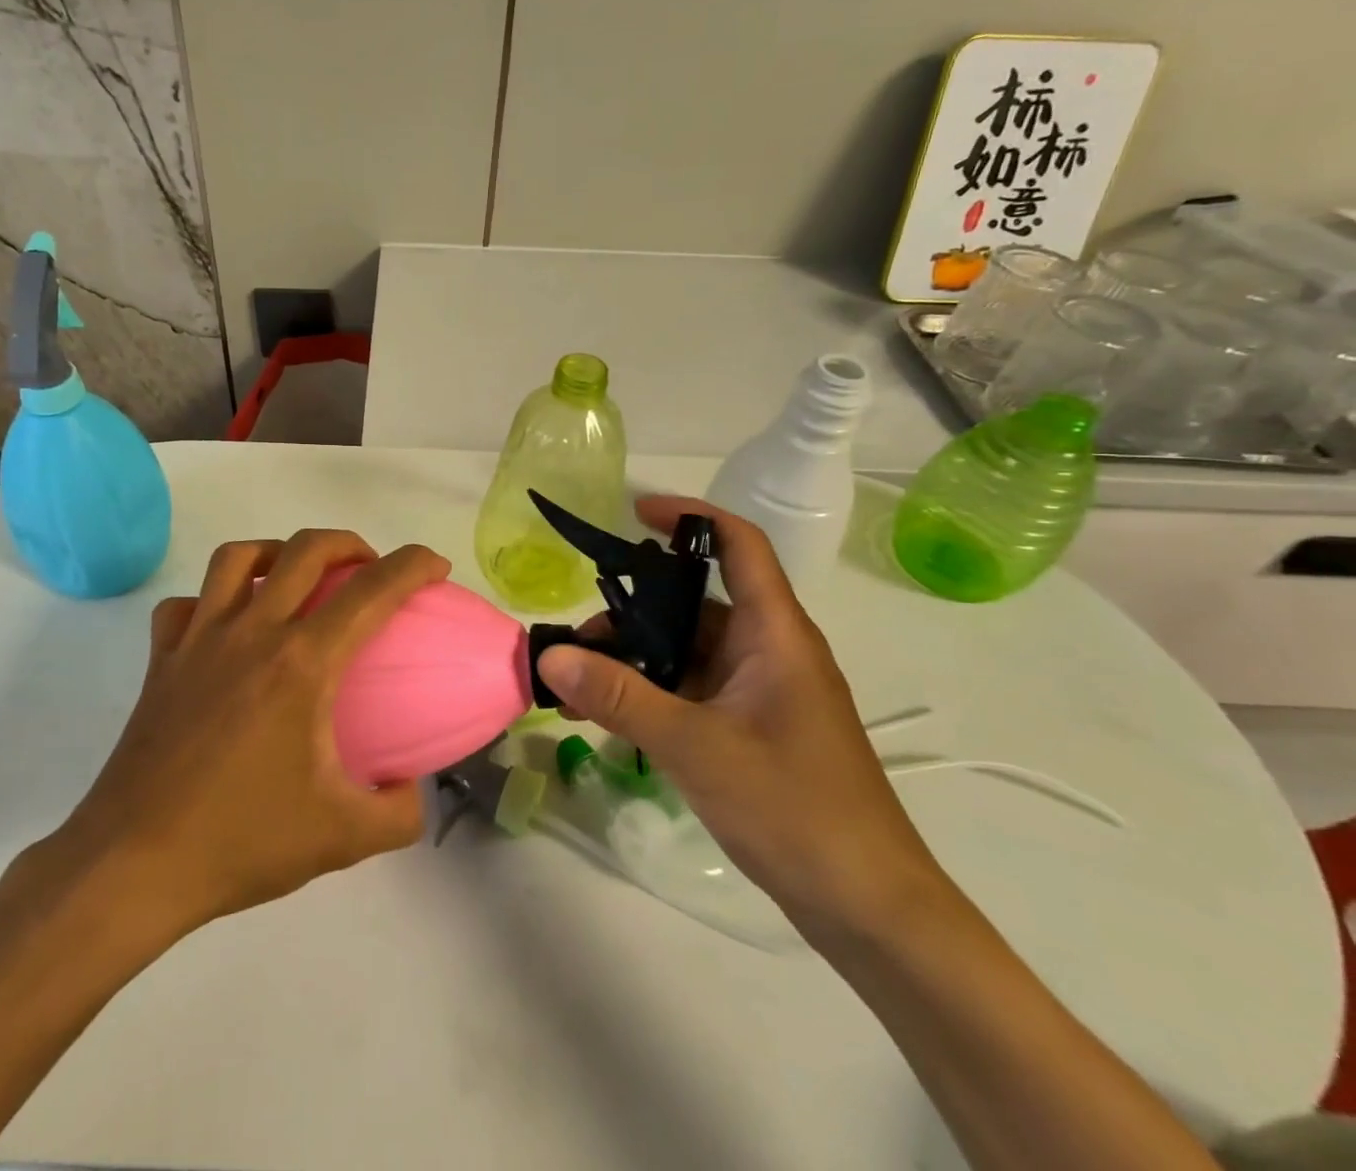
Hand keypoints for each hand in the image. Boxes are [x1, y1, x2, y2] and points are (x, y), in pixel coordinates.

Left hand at [46, 530, 449, 935]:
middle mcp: (252, 631)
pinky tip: (227, 624)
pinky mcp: (163, 658)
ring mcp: (199, 638)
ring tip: (298, 577)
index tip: (435, 566)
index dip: (413, 565)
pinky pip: (187, 603)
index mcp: (303, 662)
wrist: (135, 864)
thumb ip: (400, 813)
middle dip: (351, 544)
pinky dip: (212, 598)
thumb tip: (413, 789)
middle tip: (370, 569)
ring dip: (279, 552)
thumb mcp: (343, 838)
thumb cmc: (241, 842)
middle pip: (307, 548)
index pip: (372, 590)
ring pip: (239, 556)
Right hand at [536, 497, 947, 941]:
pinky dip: (652, 692)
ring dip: (637, 659)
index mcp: (776, 634)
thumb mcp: (697, 748)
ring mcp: (761, 692)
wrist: (869, 909)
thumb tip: (552, 656)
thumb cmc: (796, 810)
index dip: (690, 516)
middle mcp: (770, 651)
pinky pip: (692, 689)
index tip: (633, 513)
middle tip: (579, 641)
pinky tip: (609, 717)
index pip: (739, 545)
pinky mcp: (752, 728)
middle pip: (696, 602)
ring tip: (581, 686)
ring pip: (689, 650)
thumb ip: (622, 698)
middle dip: (634, 611)